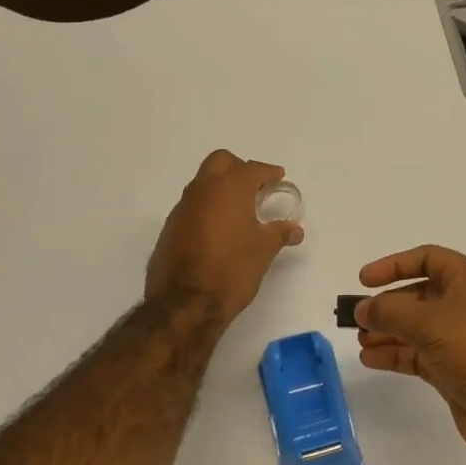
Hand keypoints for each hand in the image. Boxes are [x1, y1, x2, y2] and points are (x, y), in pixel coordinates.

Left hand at [147, 150, 303, 322]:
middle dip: (239, 168)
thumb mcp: (263, 251)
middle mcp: (203, 190)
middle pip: (221, 162)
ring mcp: (183, 208)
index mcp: (230, 188)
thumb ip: (279, 233)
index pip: (252, 169)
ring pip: (203, 183)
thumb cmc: (232, 269)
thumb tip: (295, 229)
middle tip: (255, 187)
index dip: (268, 172)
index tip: (278, 177)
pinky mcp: (170, 227)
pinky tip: (218, 230)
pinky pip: (192, 206)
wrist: (185, 303)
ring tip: (239, 210)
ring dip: (220, 188)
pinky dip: (207, 208)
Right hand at [356, 246, 465, 464]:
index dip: (395, 265)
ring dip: (387, 331)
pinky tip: (371, 359)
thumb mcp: (430, 322)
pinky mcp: (454, 370)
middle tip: (356, 317)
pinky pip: (418, 355)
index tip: (364, 280)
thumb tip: (362, 309)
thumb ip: (390, 311)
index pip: (427, 259)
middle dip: (387, 304)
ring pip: (415, 328)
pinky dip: (395, 355)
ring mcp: (460, 340)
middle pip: (418, 295)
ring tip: (360, 340)